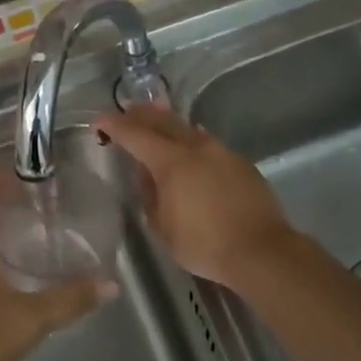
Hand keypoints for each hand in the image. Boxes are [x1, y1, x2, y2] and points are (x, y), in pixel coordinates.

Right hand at [94, 104, 294, 289]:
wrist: (261, 251)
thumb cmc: (204, 244)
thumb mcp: (162, 226)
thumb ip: (149, 195)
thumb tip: (146, 175)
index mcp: (171, 162)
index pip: (135, 135)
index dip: (114, 125)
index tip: (99, 121)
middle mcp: (196, 147)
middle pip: (163, 121)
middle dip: (141, 114)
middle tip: (126, 109)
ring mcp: (222, 152)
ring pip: (188, 129)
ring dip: (168, 122)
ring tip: (156, 117)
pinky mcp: (240, 163)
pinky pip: (208, 143)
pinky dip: (191, 138)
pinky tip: (190, 143)